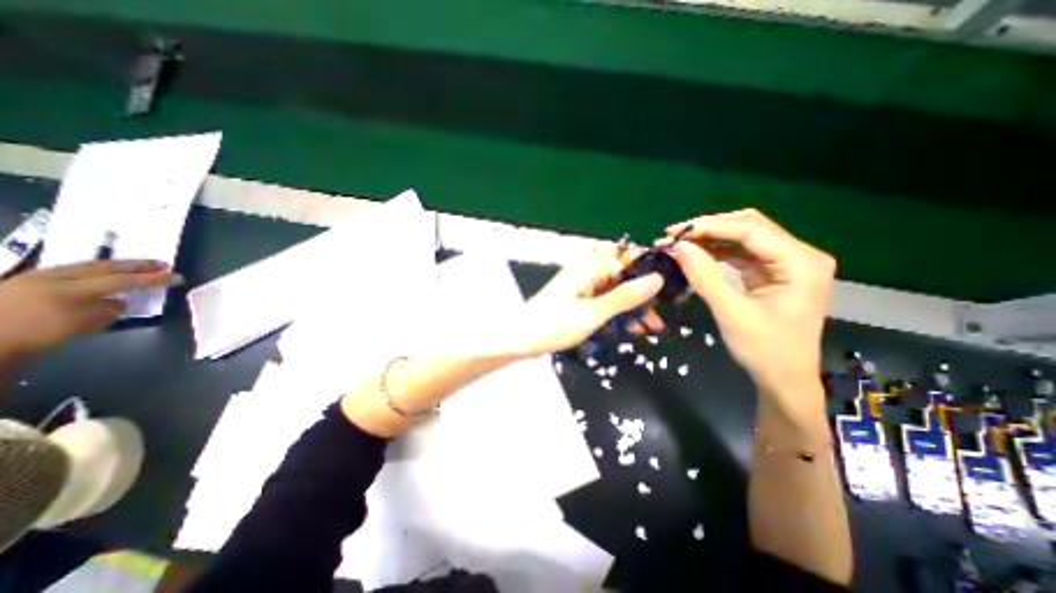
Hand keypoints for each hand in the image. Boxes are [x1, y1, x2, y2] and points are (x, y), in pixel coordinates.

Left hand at [0, 259, 173, 361]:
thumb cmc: (37, 337)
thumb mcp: (83, 326)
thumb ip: (107, 309)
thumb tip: (120, 301)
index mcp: (68, 290)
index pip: (121, 280)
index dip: (151, 278)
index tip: (175, 276)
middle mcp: (52, 277)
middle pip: (102, 267)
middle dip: (135, 265)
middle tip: (161, 263)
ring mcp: (35, 278)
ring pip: (84, 266)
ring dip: (115, 265)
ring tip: (136, 265)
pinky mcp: (25, 282)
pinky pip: (68, 271)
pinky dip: (92, 270)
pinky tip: (101, 272)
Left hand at [517, 245, 661, 356]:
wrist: (521, 339)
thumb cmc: (554, 325)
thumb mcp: (593, 313)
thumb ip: (624, 296)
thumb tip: (657, 279)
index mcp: (590, 268)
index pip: (627, 258)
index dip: (650, 268)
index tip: (671, 285)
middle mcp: (588, 273)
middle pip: (623, 277)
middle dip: (643, 295)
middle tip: (661, 316)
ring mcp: (583, 288)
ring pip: (616, 292)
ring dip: (633, 308)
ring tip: (652, 328)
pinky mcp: (579, 301)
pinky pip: (605, 303)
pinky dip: (618, 314)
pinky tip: (632, 329)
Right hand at [658, 208, 832, 416]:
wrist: (784, 379)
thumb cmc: (764, 350)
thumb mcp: (730, 312)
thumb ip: (705, 276)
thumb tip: (679, 246)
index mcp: (800, 263)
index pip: (750, 230)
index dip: (710, 226)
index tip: (675, 232)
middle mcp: (799, 255)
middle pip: (750, 226)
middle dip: (709, 228)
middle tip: (675, 236)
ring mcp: (788, 263)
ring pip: (745, 237)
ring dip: (711, 238)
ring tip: (680, 244)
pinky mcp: (774, 273)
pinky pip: (742, 253)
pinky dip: (718, 251)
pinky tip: (697, 254)